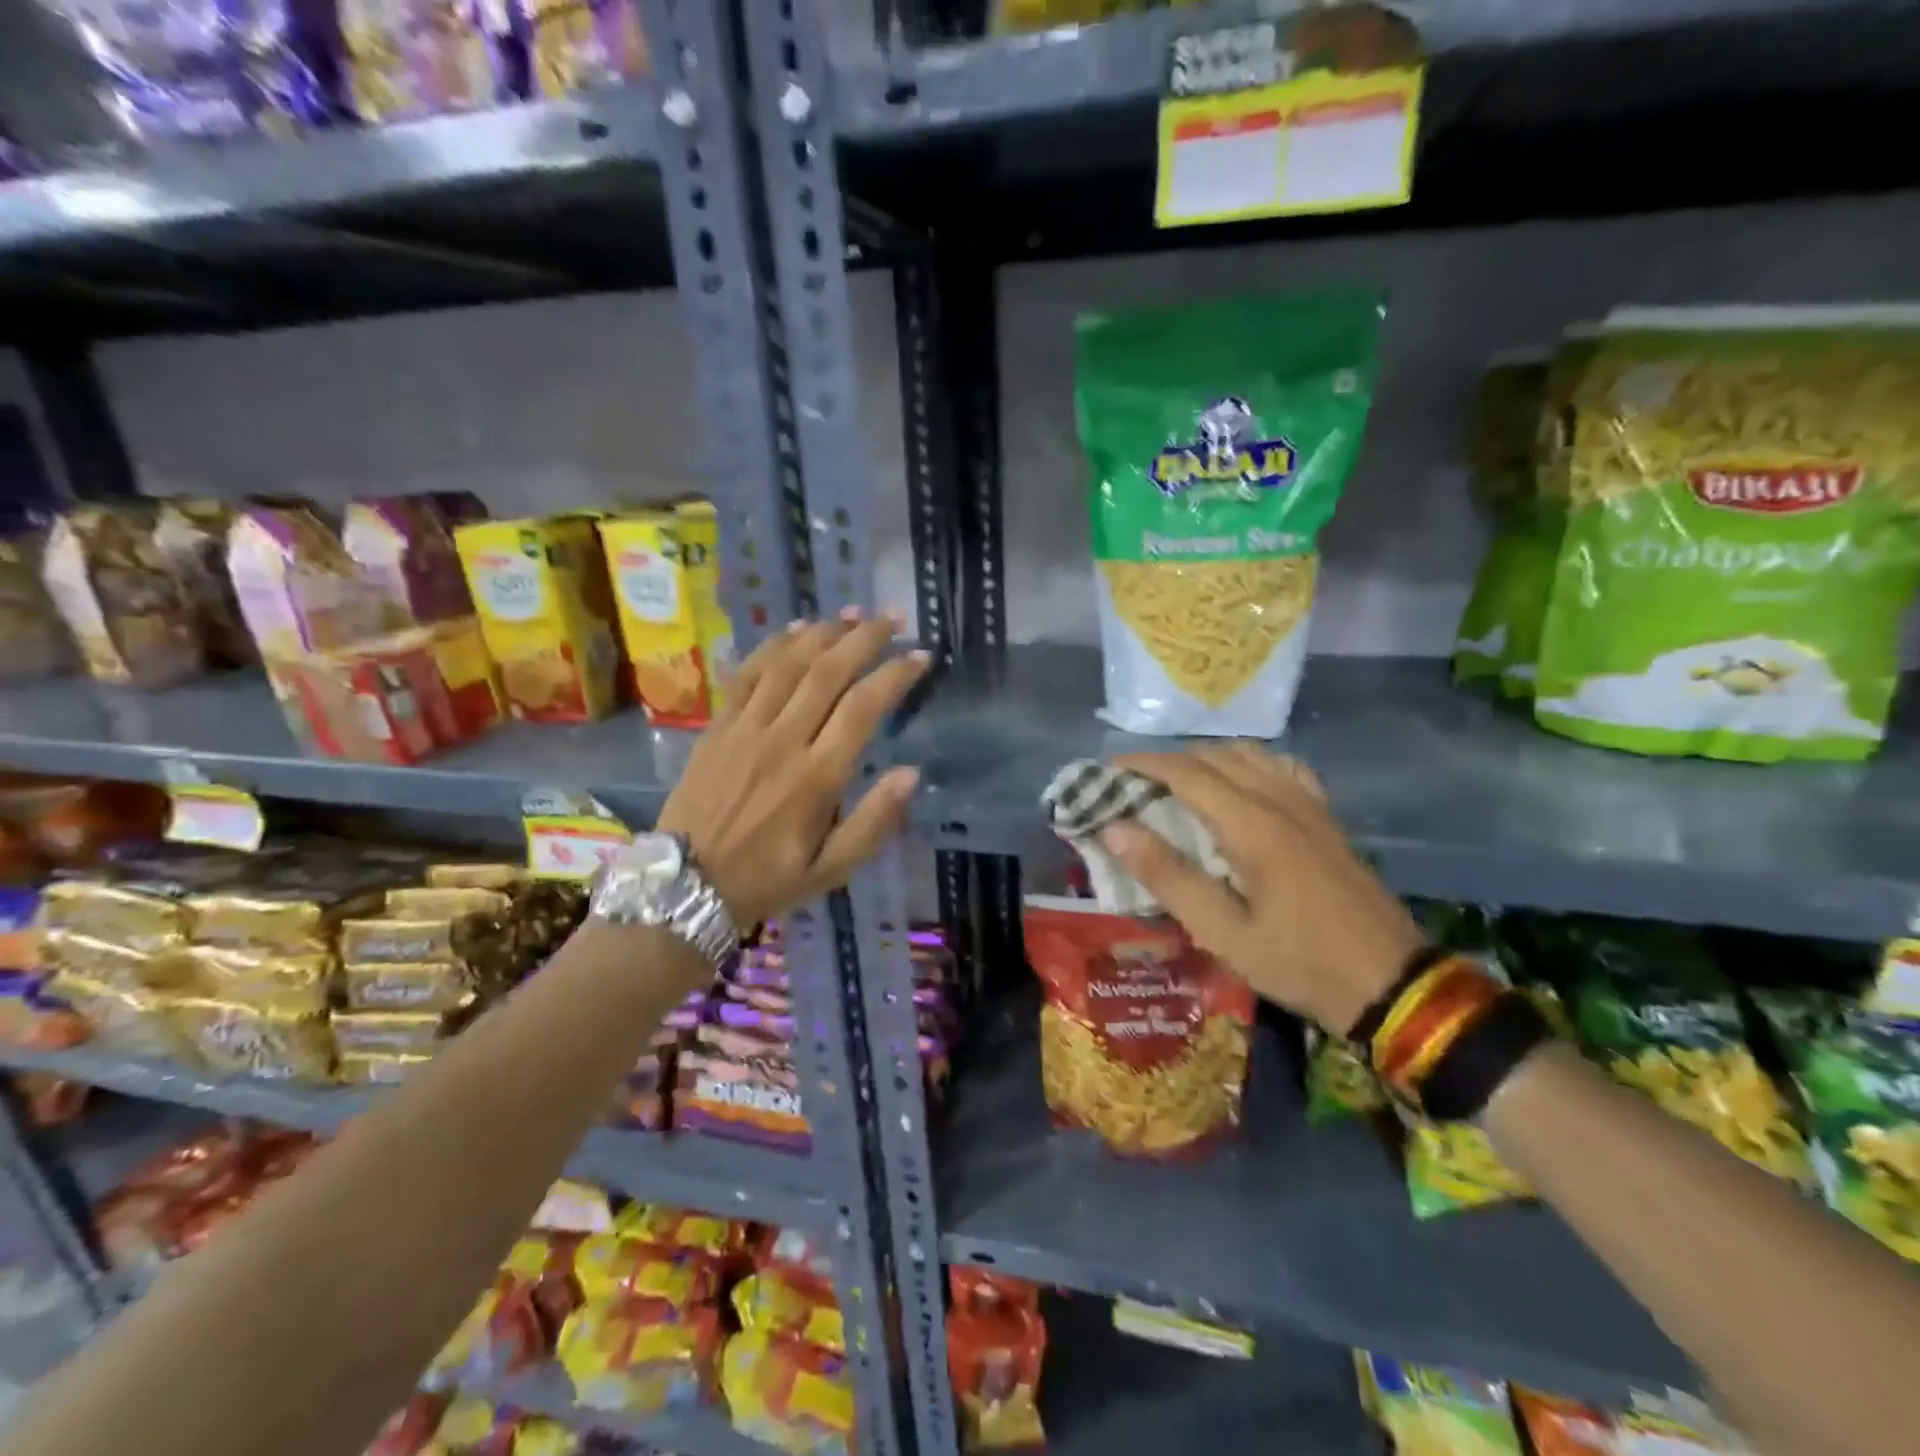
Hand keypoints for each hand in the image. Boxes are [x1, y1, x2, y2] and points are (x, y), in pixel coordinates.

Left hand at [656, 613, 927, 926]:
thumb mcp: (832, 869)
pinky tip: (795, 630)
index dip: (895, 675)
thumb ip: (874, 823)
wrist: (686, 885)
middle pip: (828, 673)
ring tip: (851, 614)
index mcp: (817, 777)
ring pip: (788, 665)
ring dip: (822, 634)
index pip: (863, 708)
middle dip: (864, 639)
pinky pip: (747, 674)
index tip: (920, 656)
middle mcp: (783, 741)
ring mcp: (745, 729)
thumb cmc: (768, 878)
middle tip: (891, 618)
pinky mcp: (717, 727)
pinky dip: (773, 646)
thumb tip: (911, 773)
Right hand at [1100, 745, 1422, 1032]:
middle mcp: (1281, 800)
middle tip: (1133, 784)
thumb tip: (1115, 827)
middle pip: (1216, 756)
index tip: (1107, 770)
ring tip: (1177, 785)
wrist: (1392, 985)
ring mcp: (1310, 806)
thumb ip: (1167, 876)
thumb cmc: (1298, 962)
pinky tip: (1239, 787)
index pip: (1187, 772)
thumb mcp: (1222, 931)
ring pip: (1250, 756)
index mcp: (1253, 824)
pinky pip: (1281, 769)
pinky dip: (1247, 765)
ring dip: (1207, 759)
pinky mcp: (1327, 818)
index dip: (1142, 764)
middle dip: (1169, 760)